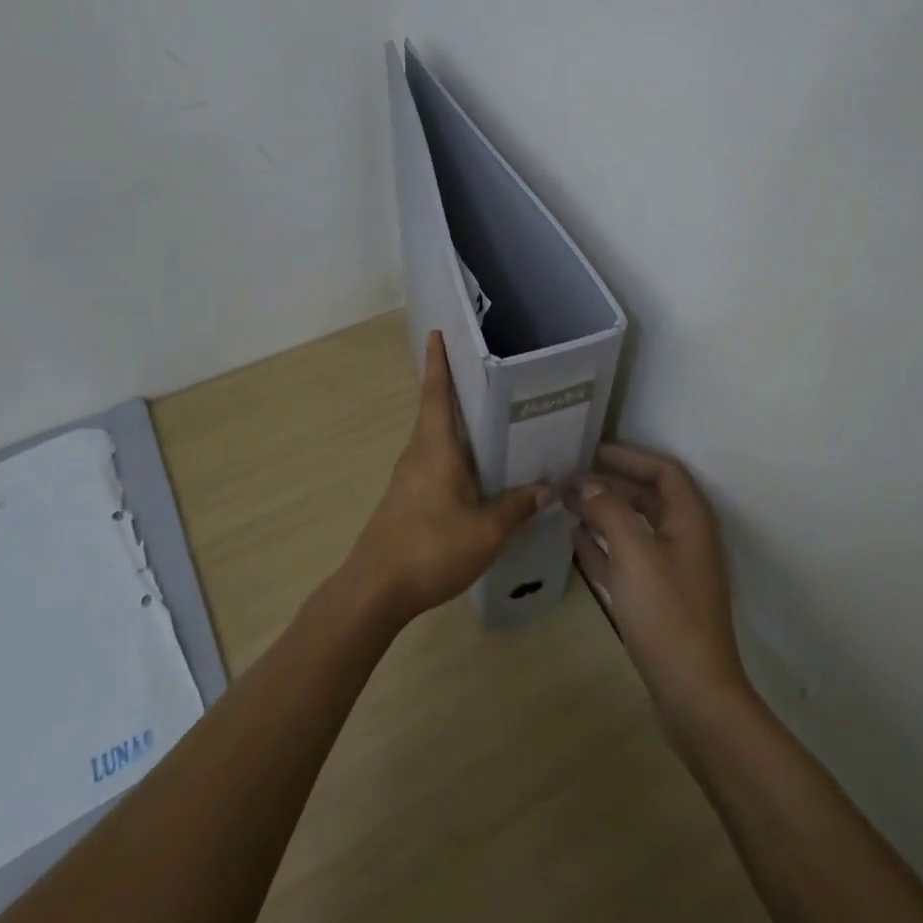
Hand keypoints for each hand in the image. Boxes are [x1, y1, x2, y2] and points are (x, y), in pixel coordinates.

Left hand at [346, 331, 547, 626]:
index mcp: (435, 448)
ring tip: (491, 420)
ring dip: (457, 426)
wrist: (375, 589)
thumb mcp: (486, 530)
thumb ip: (516, 507)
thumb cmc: (431, 547)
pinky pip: (434, 463)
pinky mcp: (406, 499)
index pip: (436, 393)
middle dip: (455, 390)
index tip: (437, 332)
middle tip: (487, 374)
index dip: (438, 362)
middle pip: (436, 412)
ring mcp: (408, 478)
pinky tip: (477, 472)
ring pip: (436, 440)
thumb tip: (546, 488)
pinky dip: (455, 455)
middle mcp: (418, 454)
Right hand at [569, 444, 747, 717]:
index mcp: (690, 519)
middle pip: (648, 497)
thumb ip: (608, 509)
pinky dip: (604, 546)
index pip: (663, 471)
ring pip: (636, 528)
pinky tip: (576, 541)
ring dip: (604, 513)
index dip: (630, 456)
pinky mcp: (659, 598)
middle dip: (611, 484)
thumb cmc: (667, 613)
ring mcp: (673, 570)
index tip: (592, 450)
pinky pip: (628, 558)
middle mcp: (685, 538)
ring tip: (567, 504)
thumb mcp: (634, 552)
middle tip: (570, 478)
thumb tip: (585, 482)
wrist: (694, 693)